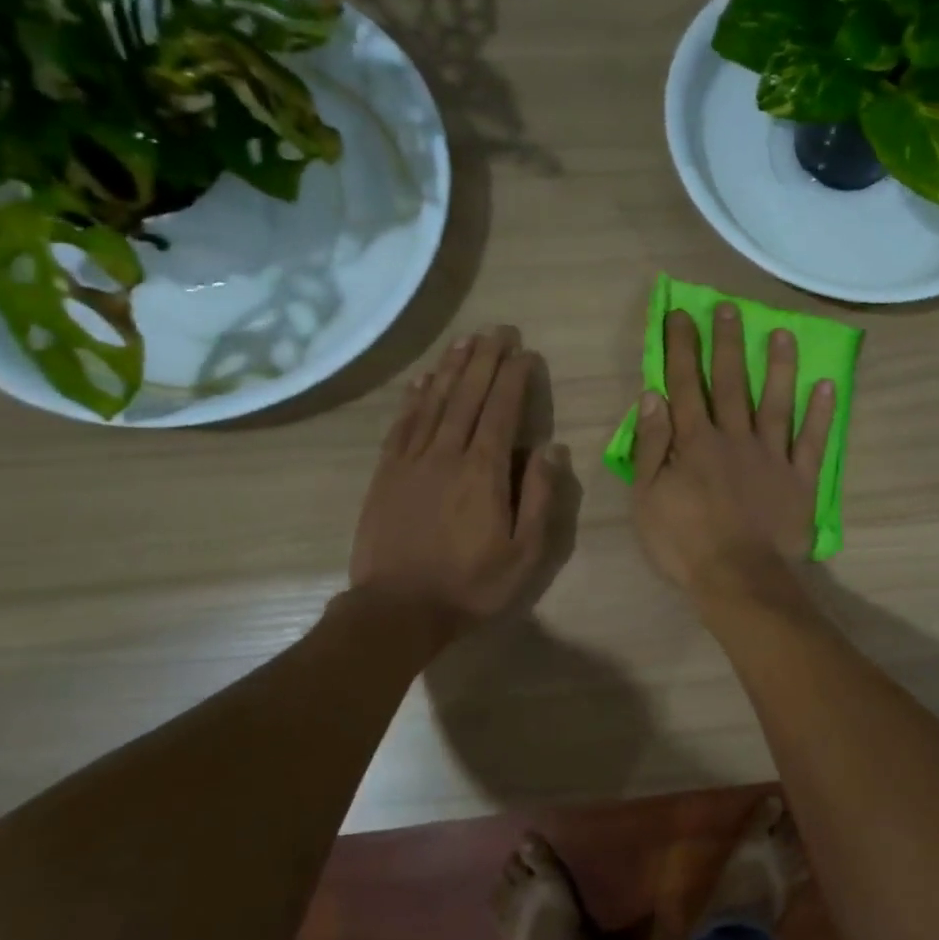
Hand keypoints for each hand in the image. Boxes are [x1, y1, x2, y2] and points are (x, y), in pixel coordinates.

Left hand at [347, 326, 563, 641]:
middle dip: (485, 359)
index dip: (514, 378)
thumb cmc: (471, 585)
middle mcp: (446, 454)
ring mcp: (411, 461)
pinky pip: (402, 424)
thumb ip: (539, 498)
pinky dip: (414, 397)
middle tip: (499, 329)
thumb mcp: (525, 554)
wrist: (397, 610)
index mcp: (483, 472)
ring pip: (433, 402)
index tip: (526, 353)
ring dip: (451, 367)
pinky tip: (422, 379)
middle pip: (467, 395)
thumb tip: (552, 448)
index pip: (501, 411)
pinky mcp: (386, 473)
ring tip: (466, 340)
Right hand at [631, 306, 835, 602]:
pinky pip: (812, 441)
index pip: (685, 385)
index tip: (681, 315)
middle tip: (731, 309)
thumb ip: (651, 445)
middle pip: (731, 383)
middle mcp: (734, 438)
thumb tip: (653, 396)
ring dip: (779, 366)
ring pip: (776, 402)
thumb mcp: (648, 497)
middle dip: (727, 343)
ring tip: (783, 333)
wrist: (738, 579)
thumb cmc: (684, 542)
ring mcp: (772, 456)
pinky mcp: (799, 479)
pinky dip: (821, 414)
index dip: (682, 348)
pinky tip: (826, 386)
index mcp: (695, 442)